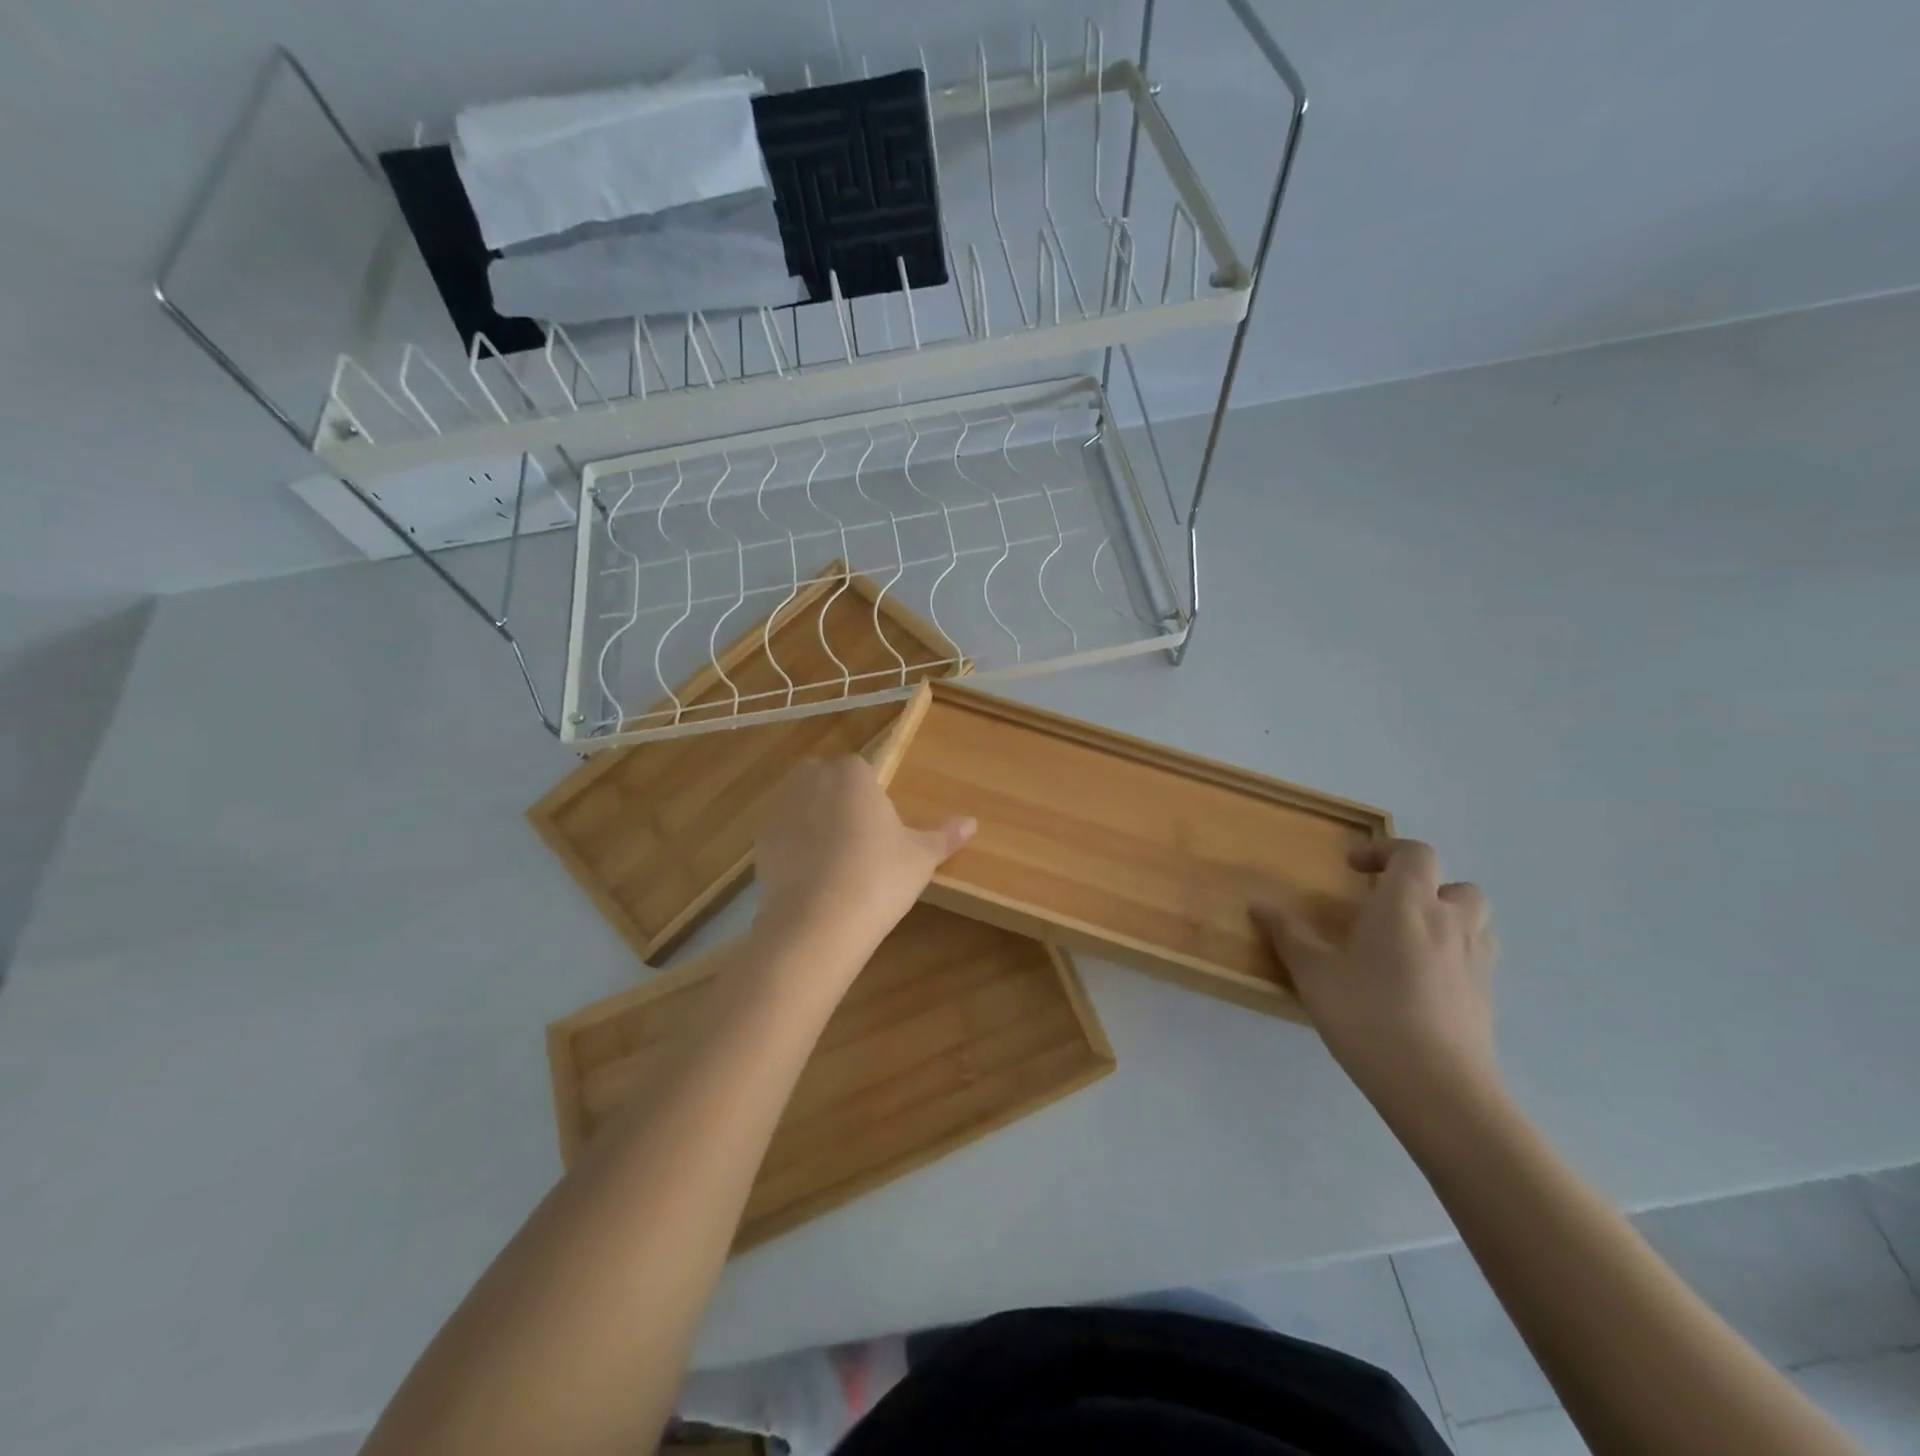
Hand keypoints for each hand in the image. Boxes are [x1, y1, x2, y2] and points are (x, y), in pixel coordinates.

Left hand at [751, 755, 975, 967]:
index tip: (882, 828)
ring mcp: (780, 809)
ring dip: (814, 822)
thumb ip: (944, 836)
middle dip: (839, 800)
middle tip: (860, 842)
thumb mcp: (920, 857)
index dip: (871, 797)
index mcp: (851, 773)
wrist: (817, 923)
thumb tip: (972, 822)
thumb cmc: (878, 878)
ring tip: (835, 862)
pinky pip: (783, 834)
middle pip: (826, 780)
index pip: (860, 769)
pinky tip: (812, 878)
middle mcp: (810, 780)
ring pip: (801, 805)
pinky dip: (795, 847)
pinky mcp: (760, 841)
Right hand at [1258, 839, 1498, 1112]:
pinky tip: (1420, 982)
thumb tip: (1259, 905)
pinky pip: (1475, 958)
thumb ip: (1288, 934)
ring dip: (1446, 919)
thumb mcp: (1313, 972)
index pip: (1413, 853)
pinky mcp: (1486, 997)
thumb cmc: (1367, 1014)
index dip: (1385, 850)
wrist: (1437, 1087)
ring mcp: (1476, 961)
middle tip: (1387, 907)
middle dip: (1424, 887)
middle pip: (1455, 885)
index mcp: (1407, 903)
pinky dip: (1453, 955)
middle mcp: (1450, 922)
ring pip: (1474, 922)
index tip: (1353, 868)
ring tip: (1408, 941)